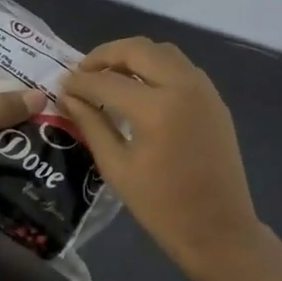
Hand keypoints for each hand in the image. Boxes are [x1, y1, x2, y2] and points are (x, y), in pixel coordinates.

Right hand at [59, 37, 265, 280]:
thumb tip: (68, 96)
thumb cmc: (162, 207)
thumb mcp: (117, 167)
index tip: (62, 84)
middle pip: (138, 49)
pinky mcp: (215, 99)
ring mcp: (203, 89)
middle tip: (83, 72)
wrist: (219, 230)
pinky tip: (140, 88)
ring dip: (133, 56)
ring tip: (109, 76)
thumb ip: (91, 124)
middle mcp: (183, 86)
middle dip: (105, 55)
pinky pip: (181, 67)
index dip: (80, 81)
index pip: (107, 81)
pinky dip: (156, 66)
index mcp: (156, 108)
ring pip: (162, 51)